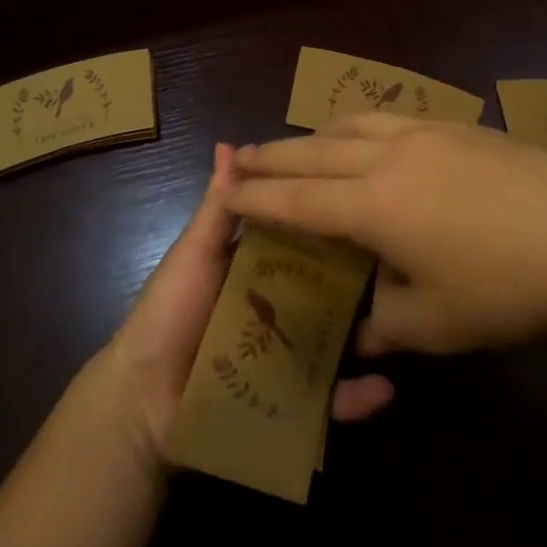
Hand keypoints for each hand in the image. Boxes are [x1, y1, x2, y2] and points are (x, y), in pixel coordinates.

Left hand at [97, 144, 395, 470]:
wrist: (140, 400)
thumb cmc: (167, 313)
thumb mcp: (195, 252)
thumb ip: (218, 205)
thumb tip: (228, 144)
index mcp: (254, 268)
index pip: (300, 237)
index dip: (328, 218)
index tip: (366, 196)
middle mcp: (275, 306)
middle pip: (324, 286)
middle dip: (359, 275)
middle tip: (402, 259)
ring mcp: (285, 354)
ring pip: (334, 339)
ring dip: (367, 334)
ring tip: (405, 318)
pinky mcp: (287, 402)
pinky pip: (327, 401)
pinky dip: (356, 397)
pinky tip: (385, 388)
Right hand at [232, 116, 546, 356]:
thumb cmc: (509, 288)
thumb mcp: (437, 325)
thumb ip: (382, 324)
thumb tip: (354, 331)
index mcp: (374, 204)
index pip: (298, 198)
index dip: (258, 197)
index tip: (227, 191)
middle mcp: (388, 156)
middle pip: (314, 150)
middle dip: (273, 155)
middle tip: (241, 156)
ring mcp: (425, 133)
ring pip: (351, 124)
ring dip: (315, 134)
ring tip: (298, 146)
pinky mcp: (457, 125)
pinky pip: (388, 119)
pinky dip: (357, 126)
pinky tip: (367, 138)